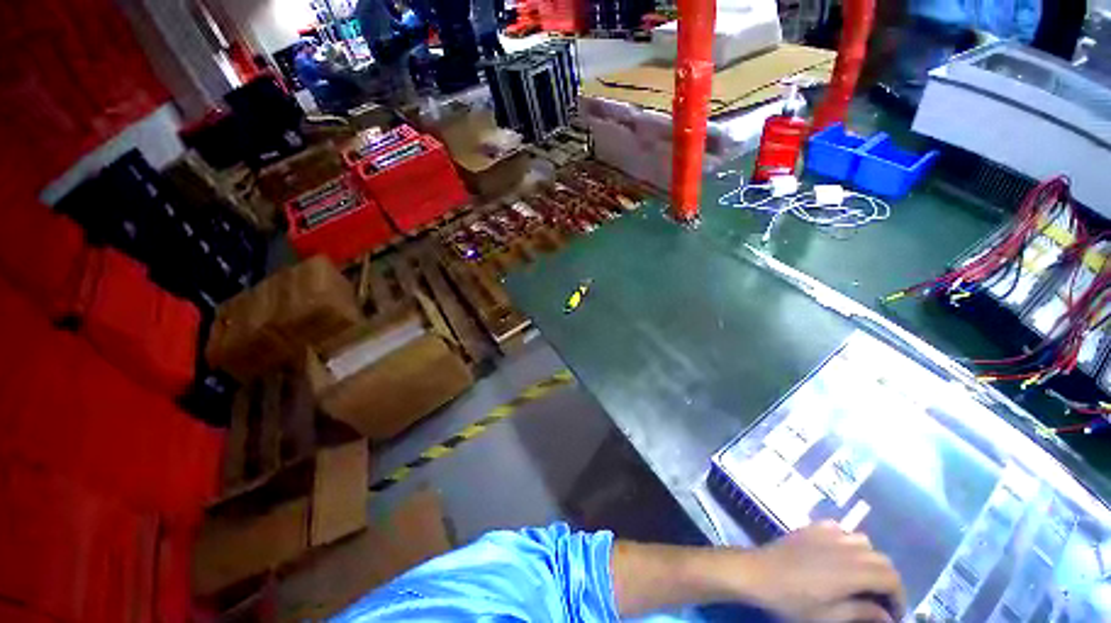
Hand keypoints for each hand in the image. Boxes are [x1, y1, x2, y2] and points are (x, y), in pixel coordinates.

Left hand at [732, 522, 904, 621]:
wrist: (758, 572)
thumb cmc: (792, 600)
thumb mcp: (828, 616)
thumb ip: (861, 613)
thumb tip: (887, 616)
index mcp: (852, 572)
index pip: (891, 578)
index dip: (899, 597)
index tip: (893, 614)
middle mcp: (845, 548)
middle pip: (882, 560)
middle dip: (887, 580)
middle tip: (880, 600)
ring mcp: (827, 533)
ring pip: (863, 542)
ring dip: (870, 560)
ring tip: (862, 579)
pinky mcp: (811, 527)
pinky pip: (841, 529)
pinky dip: (848, 543)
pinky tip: (839, 556)